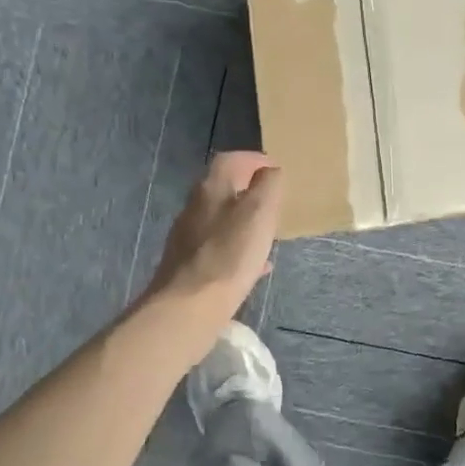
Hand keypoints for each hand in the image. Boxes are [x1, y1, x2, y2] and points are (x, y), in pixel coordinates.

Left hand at [145, 152, 283, 315]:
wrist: (189, 306)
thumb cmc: (230, 253)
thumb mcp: (260, 211)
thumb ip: (269, 185)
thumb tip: (271, 171)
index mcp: (211, 188)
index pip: (230, 159)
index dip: (253, 159)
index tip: (276, 168)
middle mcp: (195, 207)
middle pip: (223, 188)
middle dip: (249, 189)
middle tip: (274, 199)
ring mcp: (188, 237)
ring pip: (221, 219)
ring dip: (244, 219)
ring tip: (268, 231)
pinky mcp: (189, 265)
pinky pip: (219, 248)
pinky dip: (239, 248)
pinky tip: (256, 266)